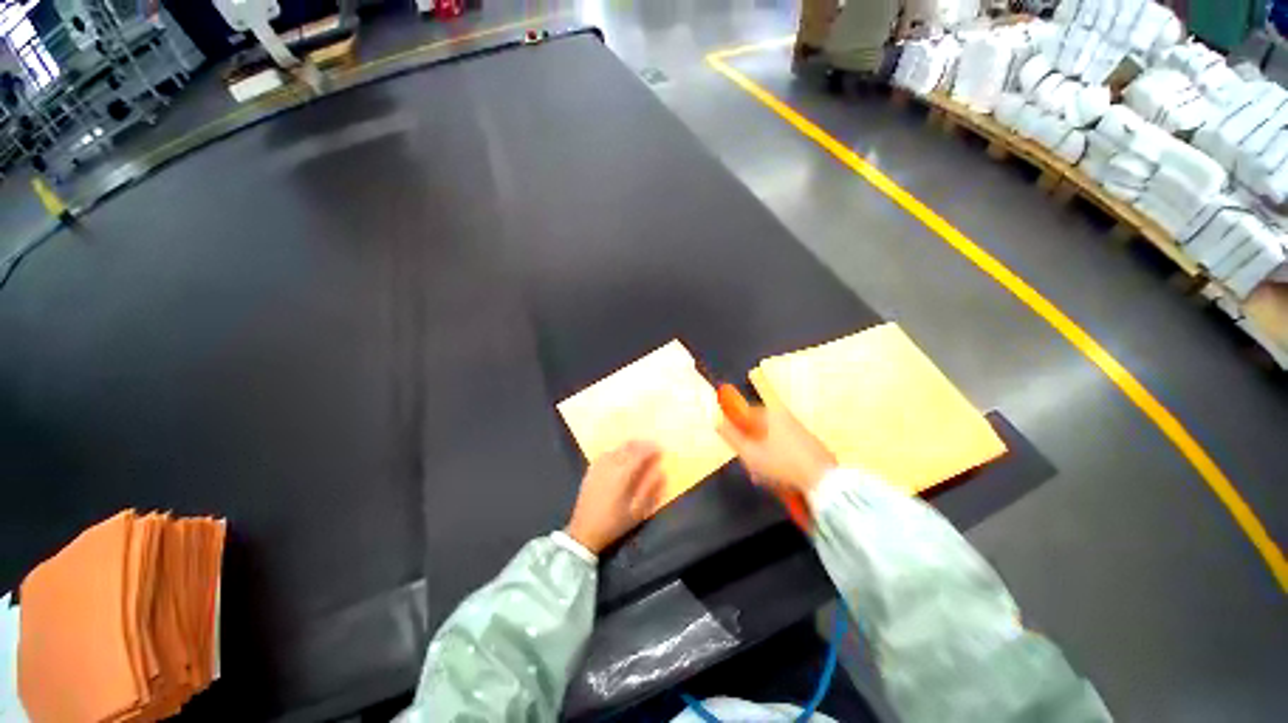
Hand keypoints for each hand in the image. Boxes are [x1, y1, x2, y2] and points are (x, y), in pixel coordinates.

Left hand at [565, 441, 664, 553]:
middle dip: (641, 444)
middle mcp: (610, 465)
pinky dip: (617, 450)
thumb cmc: (614, 523)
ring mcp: (599, 467)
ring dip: (629, 446)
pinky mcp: (591, 471)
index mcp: (622, 474)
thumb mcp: (637, 512)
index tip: (660, 448)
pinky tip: (620, 455)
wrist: (584, 533)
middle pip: (628, 447)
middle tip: (652, 446)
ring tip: (639, 449)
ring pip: (617, 448)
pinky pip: (606, 454)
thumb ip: (650, 490)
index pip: (639, 454)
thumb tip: (660, 473)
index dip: (651, 449)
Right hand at [718, 405, 836, 493]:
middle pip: (759, 429)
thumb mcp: (749, 453)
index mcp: (771, 415)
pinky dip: (778, 462)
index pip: (746, 413)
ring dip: (763, 458)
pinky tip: (778, 480)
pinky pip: (786, 450)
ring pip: (772, 442)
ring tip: (762, 478)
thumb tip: (716, 420)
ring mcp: (800, 433)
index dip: (736, 427)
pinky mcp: (811, 447)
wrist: (824, 483)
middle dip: (750, 447)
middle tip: (749, 466)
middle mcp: (786, 418)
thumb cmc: (781, 464)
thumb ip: (731, 436)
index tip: (734, 444)